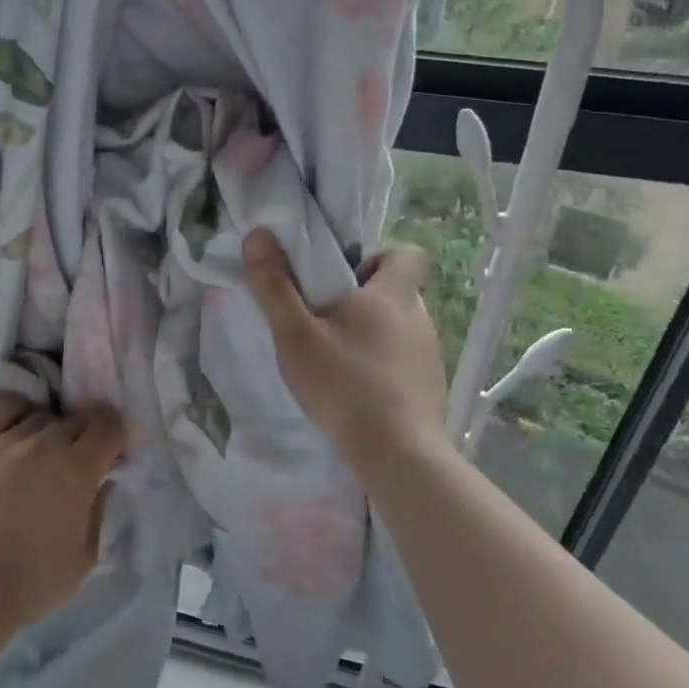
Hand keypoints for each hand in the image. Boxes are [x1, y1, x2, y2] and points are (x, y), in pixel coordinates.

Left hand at [0, 391, 127, 635]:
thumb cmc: (34, 581)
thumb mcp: (86, 555)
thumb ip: (99, 510)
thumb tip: (104, 481)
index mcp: (76, 469)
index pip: (108, 425)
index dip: (117, 437)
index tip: (115, 457)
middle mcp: (42, 444)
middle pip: (77, 418)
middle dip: (89, 435)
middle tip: (83, 462)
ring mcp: (3, 441)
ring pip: (41, 414)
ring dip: (53, 429)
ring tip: (46, 453)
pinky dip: (16, 410)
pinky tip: (17, 431)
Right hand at [242, 228, 453, 474]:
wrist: (396, 453)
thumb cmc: (344, 384)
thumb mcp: (296, 334)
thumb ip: (274, 286)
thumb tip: (258, 234)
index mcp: (392, 295)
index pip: (407, 253)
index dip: (377, 256)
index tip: (345, 277)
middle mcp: (419, 317)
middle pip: (397, 292)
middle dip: (363, 299)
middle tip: (325, 320)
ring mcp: (430, 354)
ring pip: (399, 328)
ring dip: (372, 334)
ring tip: (336, 360)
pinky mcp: (430, 387)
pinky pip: (405, 361)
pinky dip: (383, 366)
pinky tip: (357, 391)